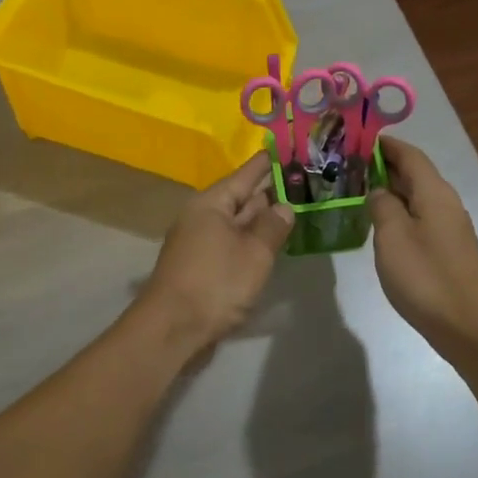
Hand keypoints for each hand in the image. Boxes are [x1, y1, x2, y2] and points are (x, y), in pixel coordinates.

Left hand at [140, 153, 294, 354]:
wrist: (171, 330)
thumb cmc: (215, 284)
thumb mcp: (254, 253)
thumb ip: (272, 226)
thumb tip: (283, 206)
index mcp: (212, 203)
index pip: (247, 174)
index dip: (270, 162)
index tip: (291, 148)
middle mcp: (203, 216)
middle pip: (242, 197)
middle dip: (271, 191)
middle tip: (305, 181)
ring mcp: (200, 242)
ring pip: (238, 222)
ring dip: (263, 218)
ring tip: (296, 208)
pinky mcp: (202, 265)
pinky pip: (232, 242)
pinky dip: (252, 239)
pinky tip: (272, 243)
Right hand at [368, 137, 477, 353]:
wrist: (468, 326)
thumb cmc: (426, 277)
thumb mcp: (392, 236)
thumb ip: (382, 205)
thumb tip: (379, 190)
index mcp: (434, 192)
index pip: (410, 154)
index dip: (385, 145)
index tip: (357, 139)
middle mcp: (446, 202)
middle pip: (415, 173)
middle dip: (384, 165)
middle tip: (349, 166)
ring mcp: (451, 226)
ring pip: (417, 196)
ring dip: (391, 189)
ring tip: (358, 191)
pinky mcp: (449, 248)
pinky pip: (421, 216)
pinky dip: (400, 210)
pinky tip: (381, 225)